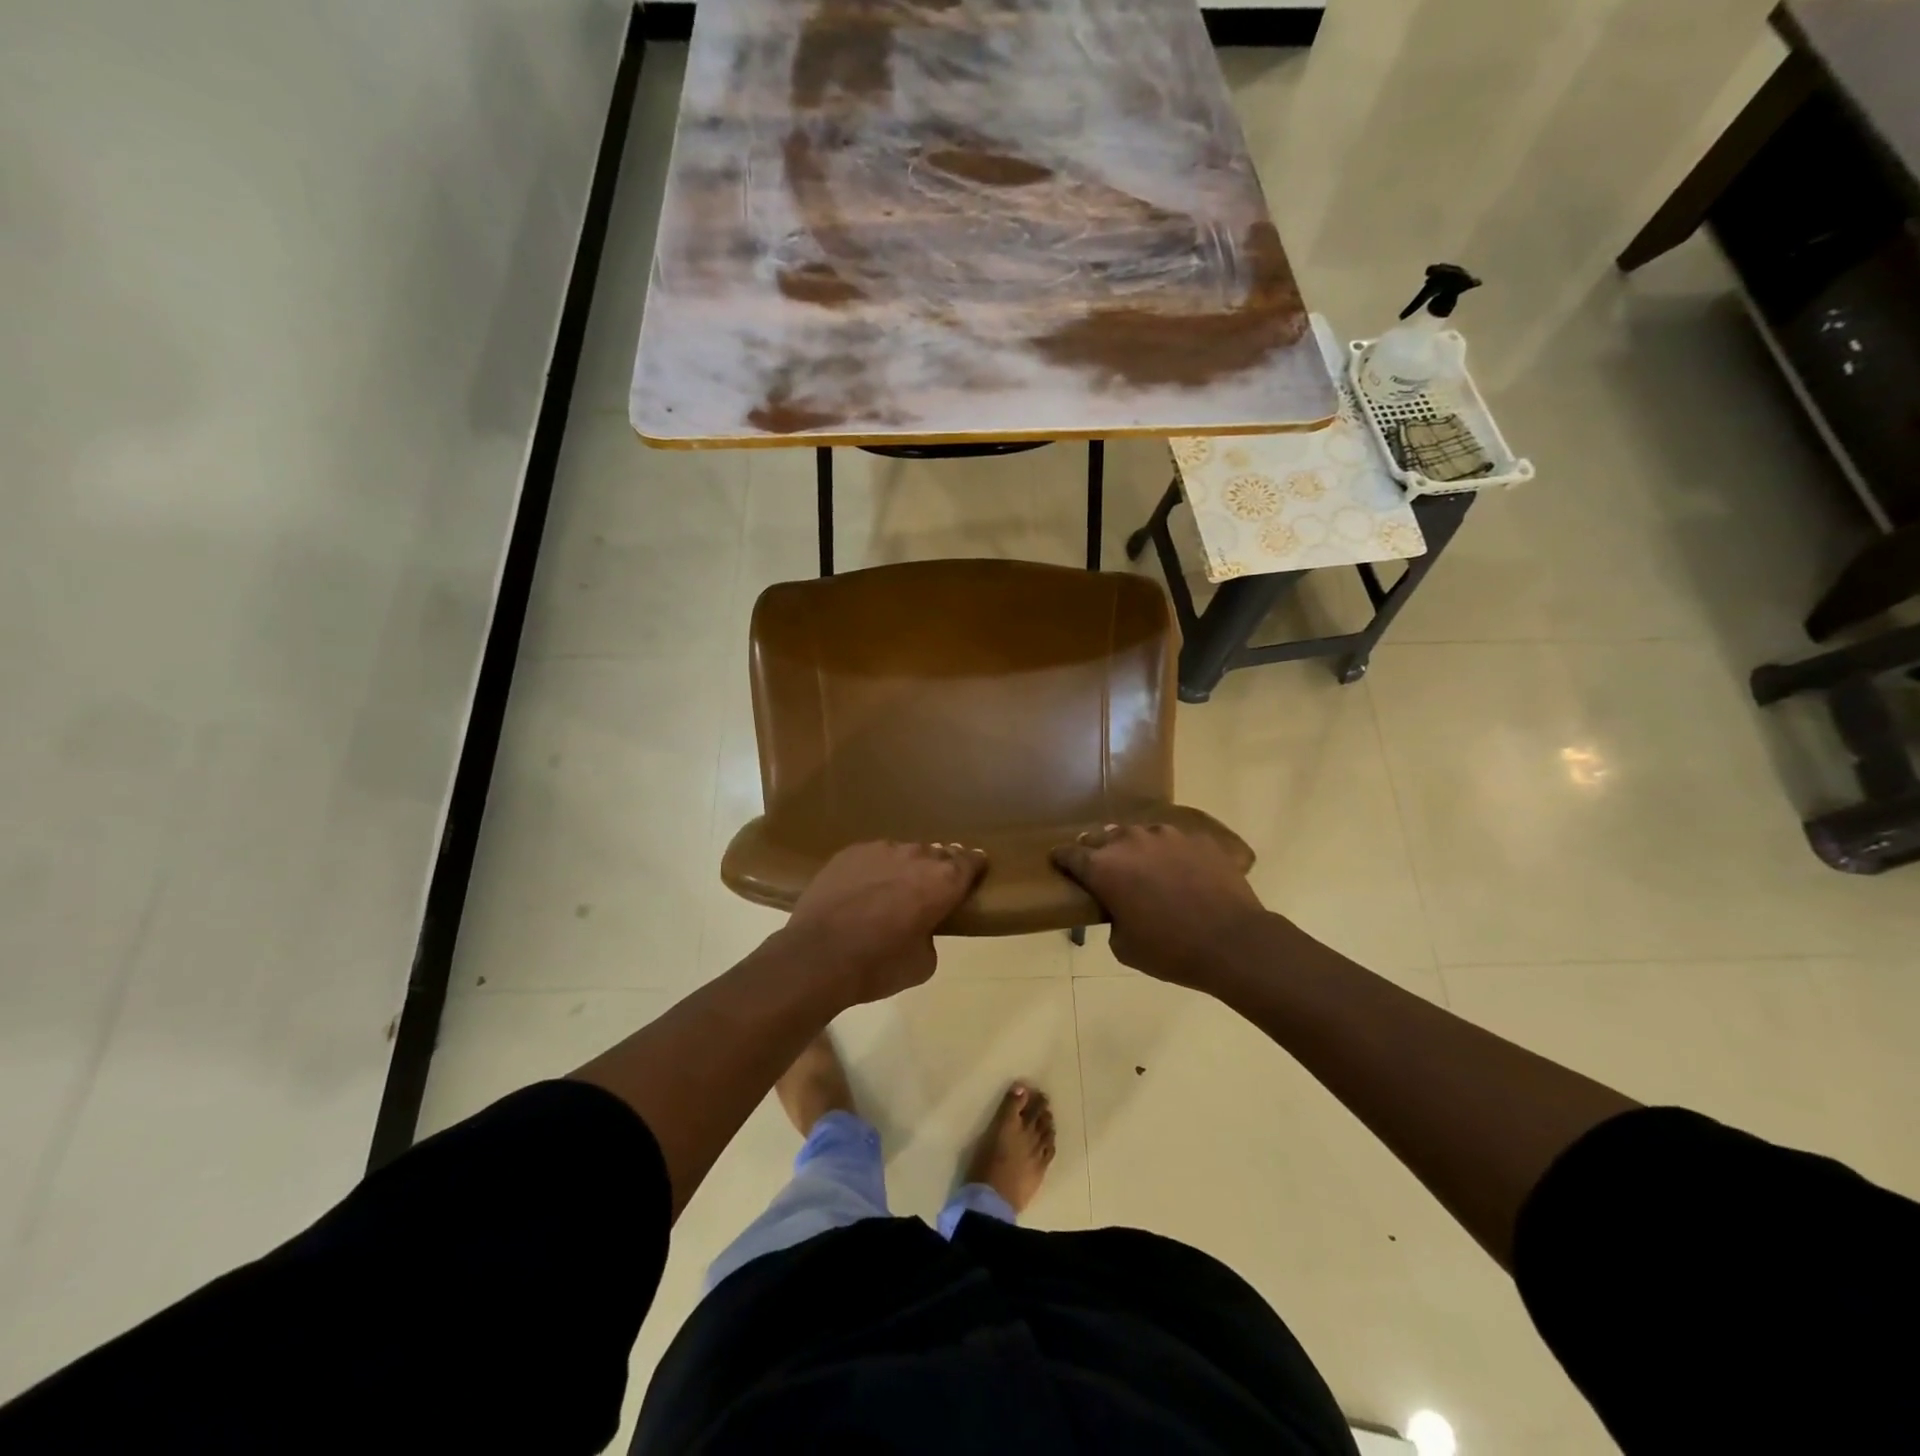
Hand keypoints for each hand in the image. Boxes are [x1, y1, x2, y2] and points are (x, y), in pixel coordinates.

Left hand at [781, 841, 987, 1003]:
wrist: (818, 956)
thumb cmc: (879, 965)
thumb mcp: (923, 964)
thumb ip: (931, 935)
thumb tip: (922, 927)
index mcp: (943, 881)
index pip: (970, 862)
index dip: (974, 866)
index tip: (975, 869)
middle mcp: (916, 856)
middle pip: (937, 853)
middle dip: (939, 867)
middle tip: (933, 886)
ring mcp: (880, 849)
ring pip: (903, 852)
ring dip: (906, 866)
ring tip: (895, 888)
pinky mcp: (849, 852)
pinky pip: (873, 856)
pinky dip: (875, 869)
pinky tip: (864, 887)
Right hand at [1051, 824, 1268, 990]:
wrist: (1233, 942)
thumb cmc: (1170, 950)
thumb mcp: (1124, 947)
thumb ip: (1112, 918)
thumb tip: (1119, 908)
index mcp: (1104, 867)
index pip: (1070, 854)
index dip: (1061, 859)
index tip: (1059, 863)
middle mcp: (1130, 841)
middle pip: (1102, 837)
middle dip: (1096, 850)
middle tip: (1100, 866)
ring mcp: (1167, 835)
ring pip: (1139, 834)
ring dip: (1134, 848)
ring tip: (1142, 865)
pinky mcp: (1198, 839)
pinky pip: (1175, 841)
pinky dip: (1170, 853)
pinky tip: (1180, 870)